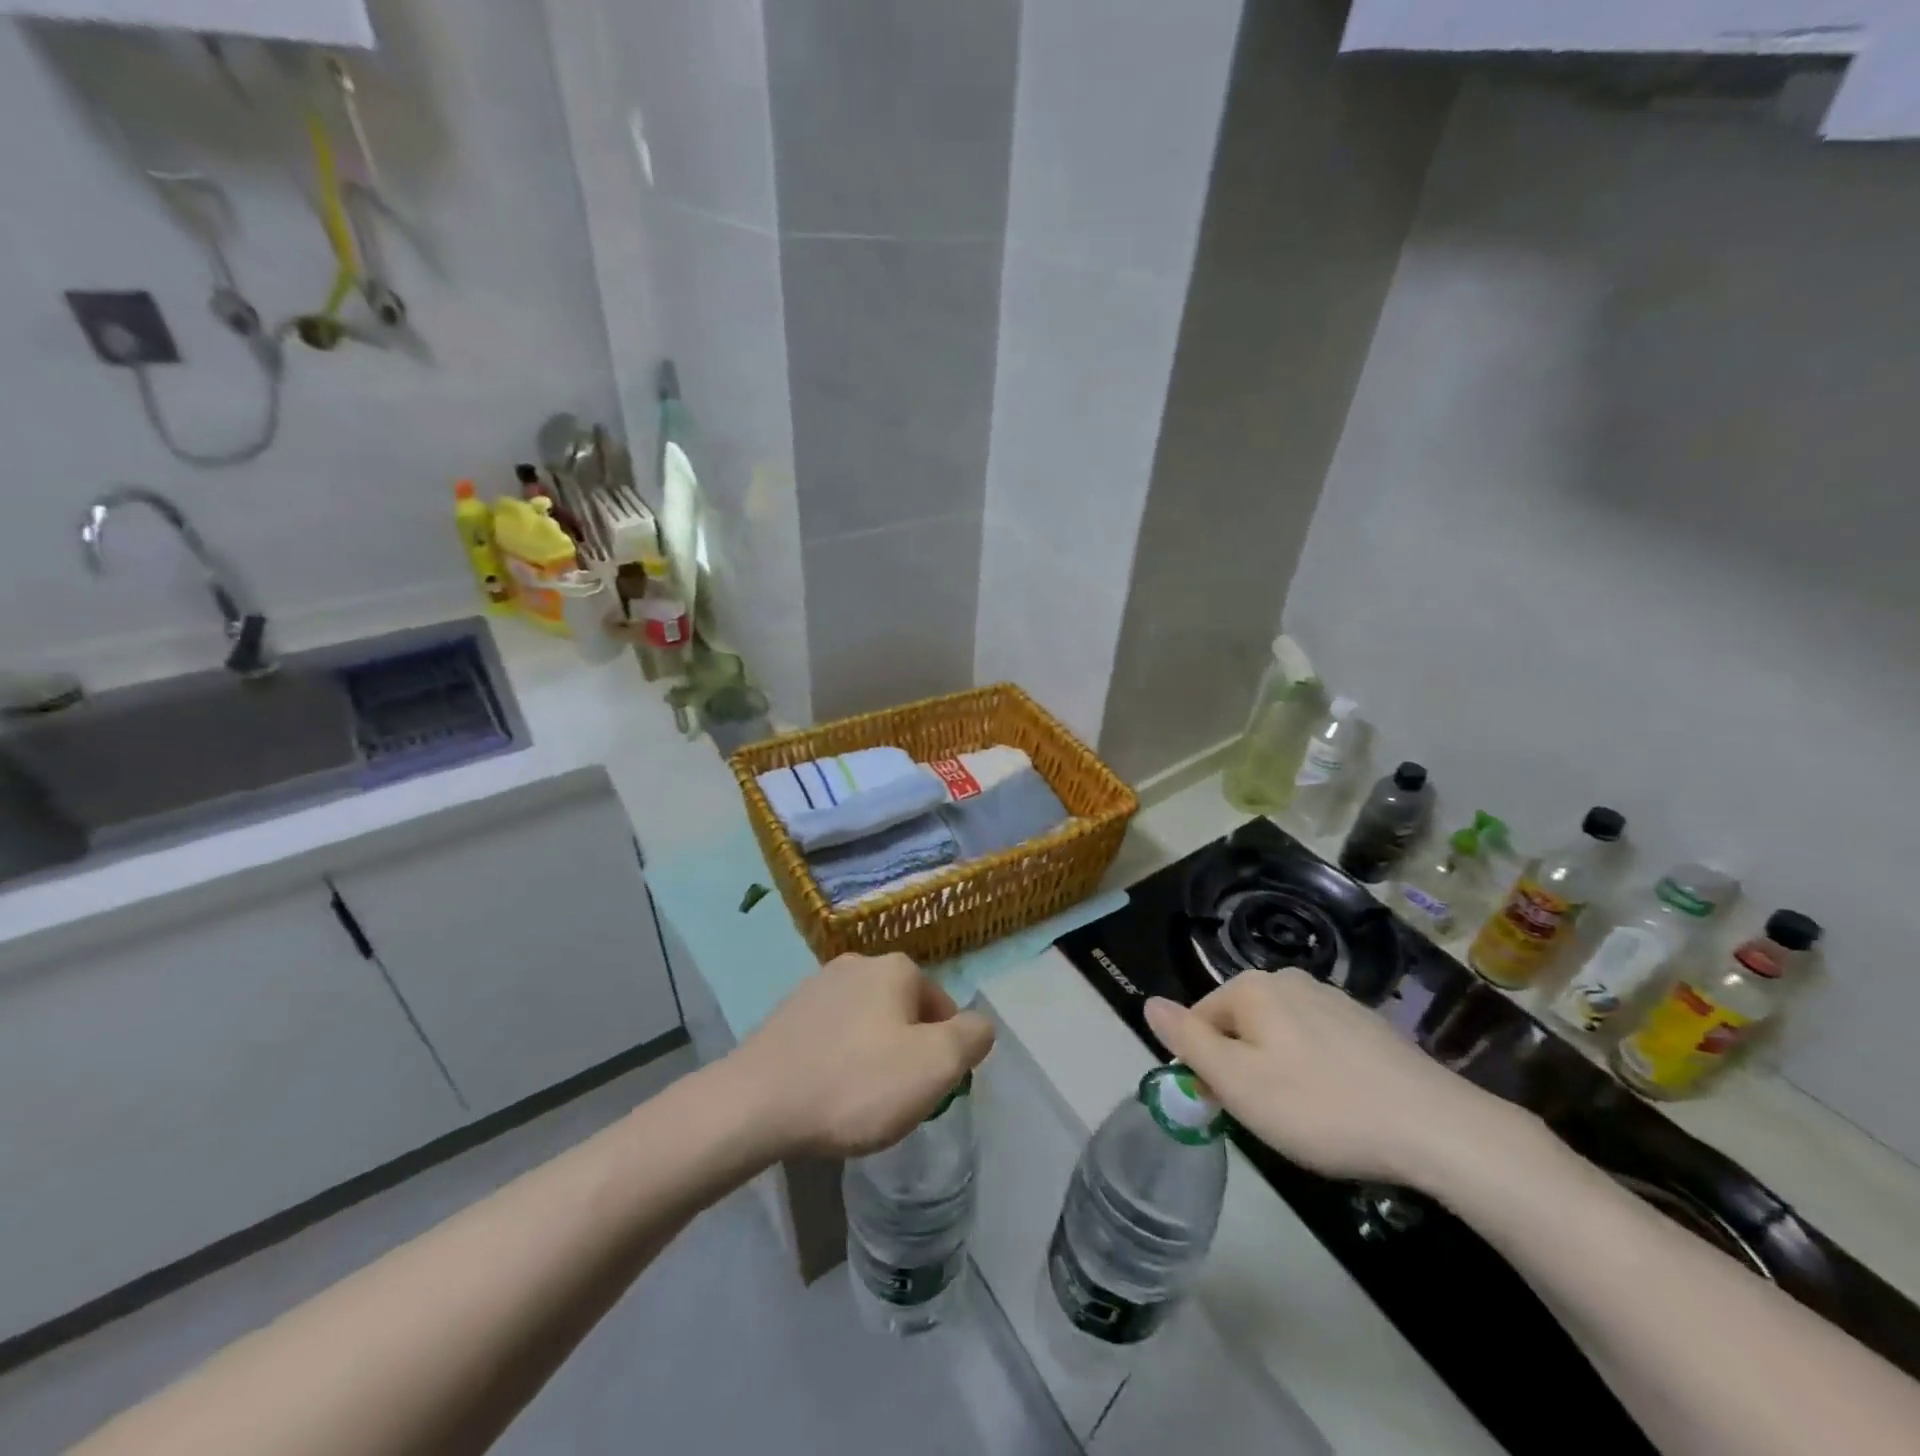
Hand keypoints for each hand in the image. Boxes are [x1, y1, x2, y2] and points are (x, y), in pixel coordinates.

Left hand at [730, 953, 995, 1157]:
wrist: (755, 1104)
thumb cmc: (856, 1083)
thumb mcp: (935, 1065)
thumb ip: (972, 1038)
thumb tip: (978, 1025)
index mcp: (896, 968)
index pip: (942, 1008)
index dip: (943, 1053)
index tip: (925, 1091)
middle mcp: (858, 963)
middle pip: (904, 1013)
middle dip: (907, 1052)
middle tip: (895, 1100)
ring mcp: (817, 985)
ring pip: (867, 1023)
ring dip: (872, 1056)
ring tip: (857, 1101)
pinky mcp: (787, 1012)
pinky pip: (832, 1035)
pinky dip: (838, 1059)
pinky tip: (826, 1092)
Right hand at [1144, 972, 1524, 1187]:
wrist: (1437, 1129)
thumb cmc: (1320, 1107)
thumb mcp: (1238, 1082)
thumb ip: (1187, 1040)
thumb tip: (1148, 1002)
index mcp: (1253, 988)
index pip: (1201, 1021)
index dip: (1205, 1068)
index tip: (1227, 1110)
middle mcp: (1291, 980)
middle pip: (1241, 1026)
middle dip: (1243, 1070)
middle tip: (1267, 1118)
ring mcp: (1335, 1000)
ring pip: (1281, 1037)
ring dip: (1279, 1072)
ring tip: (1307, 1119)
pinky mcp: (1370, 1026)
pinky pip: (1321, 1046)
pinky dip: (1318, 1074)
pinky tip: (1342, 1108)